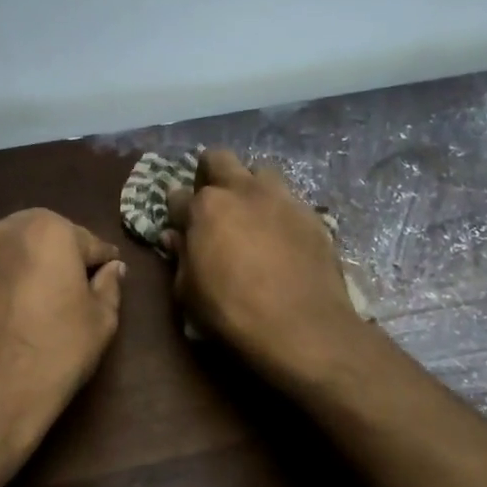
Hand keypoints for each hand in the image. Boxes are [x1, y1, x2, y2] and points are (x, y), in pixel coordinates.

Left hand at [0, 208, 125, 454]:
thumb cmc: (55, 350)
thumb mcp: (100, 320)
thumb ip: (109, 286)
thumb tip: (112, 268)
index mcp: (49, 228)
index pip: (90, 243)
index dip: (103, 265)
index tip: (110, 283)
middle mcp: (8, 229)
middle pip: (50, 239)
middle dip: (66, 260)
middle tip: (80, 295)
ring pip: (21, 254)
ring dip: (37, 270)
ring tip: (50, 307)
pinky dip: (13, 285)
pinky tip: (21, 316)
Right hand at [163, 150, 362, 379]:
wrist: (302, 327)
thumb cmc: (232, 313)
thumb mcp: (189, 293)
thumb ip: (181, 258)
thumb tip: (175, 237)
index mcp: (205, 207)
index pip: (178, 195)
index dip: (176, 211)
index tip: (179, 224)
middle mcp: (242, 191)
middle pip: (219, 159)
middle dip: (210, 173)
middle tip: (212, 202)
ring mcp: (281, 198)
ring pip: (260, 172)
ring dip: (250, 186)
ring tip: (251, 213)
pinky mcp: (311, 214)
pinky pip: (290, 200)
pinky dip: (279, 211)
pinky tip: (281, 236)